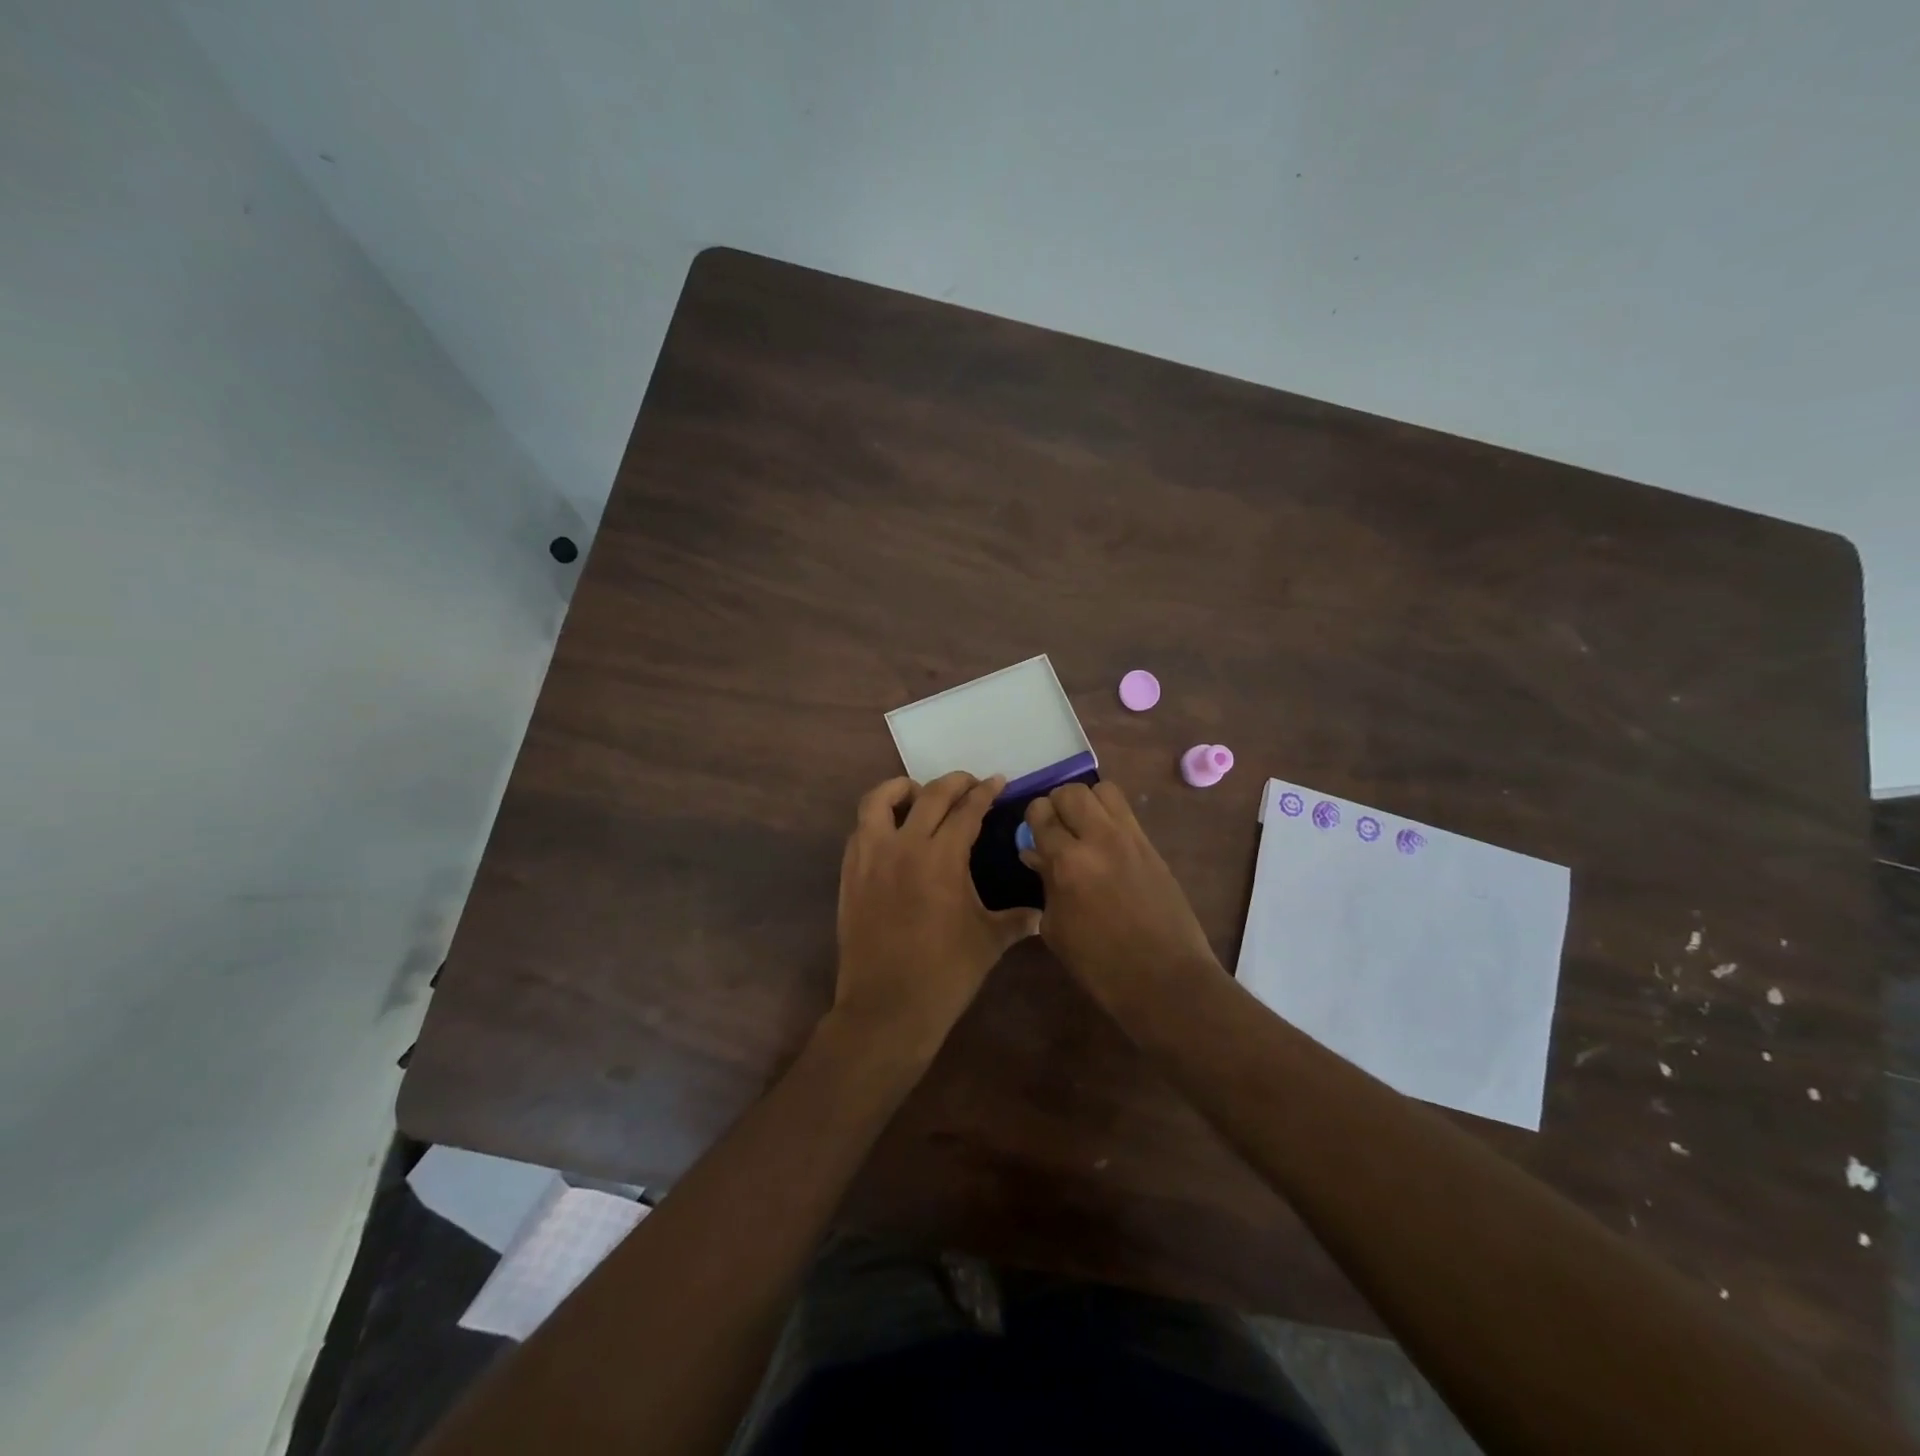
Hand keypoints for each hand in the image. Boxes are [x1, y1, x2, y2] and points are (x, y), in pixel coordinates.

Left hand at [832, 772, 1041, 1061]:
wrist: (886, 1008)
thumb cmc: (945, 975)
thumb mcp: (989, 942)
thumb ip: (1016, 920)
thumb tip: (1041, 915)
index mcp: (942, 858)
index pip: (967, 810)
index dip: (985, 792)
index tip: (997, 781)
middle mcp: (904, 846)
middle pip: (929, 795)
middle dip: (953, 782)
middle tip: (969, 783)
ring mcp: (871, 858)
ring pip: (879, 800)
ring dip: (902, 789)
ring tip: (920, 795)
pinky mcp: (850, 874)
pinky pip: (860, 829)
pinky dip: (878, 819)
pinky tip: (893, 832)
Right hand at [1020, 780, 1220, 1004]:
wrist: (1165, 979)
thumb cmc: (1100, 964)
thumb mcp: (1057, 928)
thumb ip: (1045, 884)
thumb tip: (1036, 855)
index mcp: (1068, 862)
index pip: (1041, 815)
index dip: (1032, 819)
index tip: (1032, 833)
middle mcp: (1099, 839)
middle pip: (1071, 792)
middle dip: (1057, 804)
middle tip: (1056, 828)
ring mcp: (1130, 839)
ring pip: (1103, 790)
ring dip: (1087, 802)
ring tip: (1083, 827)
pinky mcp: (1152, 846)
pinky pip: (1126, 812)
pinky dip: (1109, 816)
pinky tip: (1105, 843)